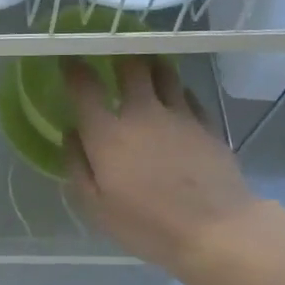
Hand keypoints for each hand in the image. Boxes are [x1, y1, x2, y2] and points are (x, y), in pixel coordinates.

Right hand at [62, 58, 263, 268]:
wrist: (215, 228)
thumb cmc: (146, 224)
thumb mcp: (96, 207)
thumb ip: (77, 166)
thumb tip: (71, 133)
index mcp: (107, 134)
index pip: (85, 87)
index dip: (74, 69)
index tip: (69, 61)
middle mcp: (142, 113)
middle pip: (131, 66)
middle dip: (118, 56)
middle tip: (113, 58)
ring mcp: (179, 115)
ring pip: (164, 72)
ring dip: (150, 66)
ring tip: (145, 68)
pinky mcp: (206, 124)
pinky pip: (188, 94)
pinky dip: (177, 91)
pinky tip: (175, 99)